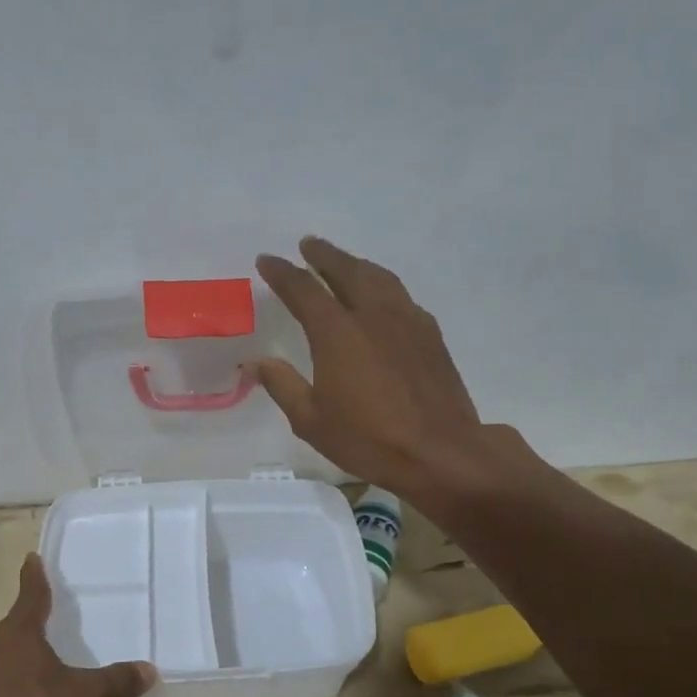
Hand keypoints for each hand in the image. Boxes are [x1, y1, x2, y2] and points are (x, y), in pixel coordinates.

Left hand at [0, 554, 156, 696]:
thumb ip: (118, 681)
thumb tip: (150, 670)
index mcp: (18, 637)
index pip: (30, 597)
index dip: (33, 577)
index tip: (31, 558)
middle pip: (14, 629)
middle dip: (31, 622)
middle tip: (50, 616)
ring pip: (5, 661)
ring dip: (24, 659)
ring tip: (47, 665)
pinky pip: (0, 690)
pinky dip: (17, 690)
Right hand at [254, 237, 544, 501]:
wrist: (439, 452)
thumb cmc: (368, 439)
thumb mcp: (311, 421)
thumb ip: (282, 385)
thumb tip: (257, 362)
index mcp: (337, 332)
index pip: (303, 289)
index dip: (282, 273)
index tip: (266, 260)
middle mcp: (372, 315)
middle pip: (346, 270)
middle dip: (323, 255)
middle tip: (308, 245)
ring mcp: (407, 321)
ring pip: (379, 277)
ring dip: (356, 264)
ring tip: (344, 262)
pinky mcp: (430, 335)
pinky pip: (401, 296)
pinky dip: (383, 286)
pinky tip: (382, 298)